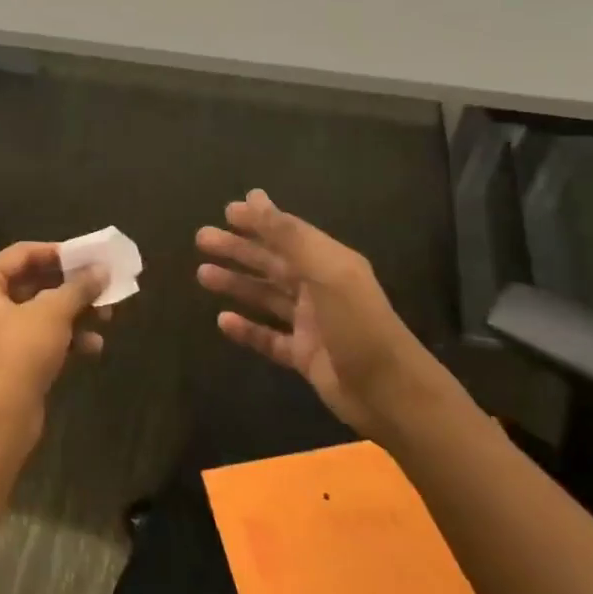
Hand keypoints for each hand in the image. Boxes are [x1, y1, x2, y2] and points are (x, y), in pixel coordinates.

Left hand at [0, 242, 109, 437]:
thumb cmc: (17, 352)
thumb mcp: (52, 313)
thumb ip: (78, 287)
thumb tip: (102, 270)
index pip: (22, 253)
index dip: (58, 253)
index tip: (90, 256)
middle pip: (33, 283)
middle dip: (71, 287)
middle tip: (103, 285)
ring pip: (40, 313)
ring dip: (73, 313)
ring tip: (107, 315)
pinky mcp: (10, 363)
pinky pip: (41, 339)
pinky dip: (65, 339)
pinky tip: (94, 346)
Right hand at [196, 189, 440, 435]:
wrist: (390, 395)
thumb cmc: (358, 325)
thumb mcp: (326, 272)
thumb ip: (289, 236)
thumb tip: (254, 198)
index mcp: (329, 263)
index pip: (288, 234)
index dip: (259, 220)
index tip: (227, 210)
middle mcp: (319, 288)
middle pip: (272, 263)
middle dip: (238, 249)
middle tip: (202, 238)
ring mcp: (311, 324)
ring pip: (266, 297)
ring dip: (236, 284)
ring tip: (202, 275)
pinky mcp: (304, 356)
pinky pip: (269, 337)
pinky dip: (247, 329)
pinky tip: (222, 321)